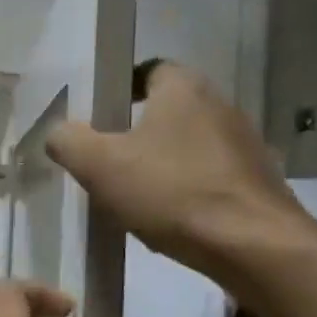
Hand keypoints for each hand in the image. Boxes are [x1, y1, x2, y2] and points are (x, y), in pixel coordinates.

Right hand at [45, 60, 309, 283]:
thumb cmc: (172, 193)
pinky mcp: (258, 181)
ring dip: (163, 161)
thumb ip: (68, 141)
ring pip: (189, 144)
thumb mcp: (99, 165)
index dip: (119, 89)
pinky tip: (171, 217)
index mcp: (183, 88)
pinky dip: (188, 188)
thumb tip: (58, 133)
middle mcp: (220, 104)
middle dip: (137, 131)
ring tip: (136, 194)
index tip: (97, 119)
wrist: (253, 246)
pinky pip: (210, 175)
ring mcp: (245, 143)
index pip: (148, 70)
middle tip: (107, 160)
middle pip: (168, 109)